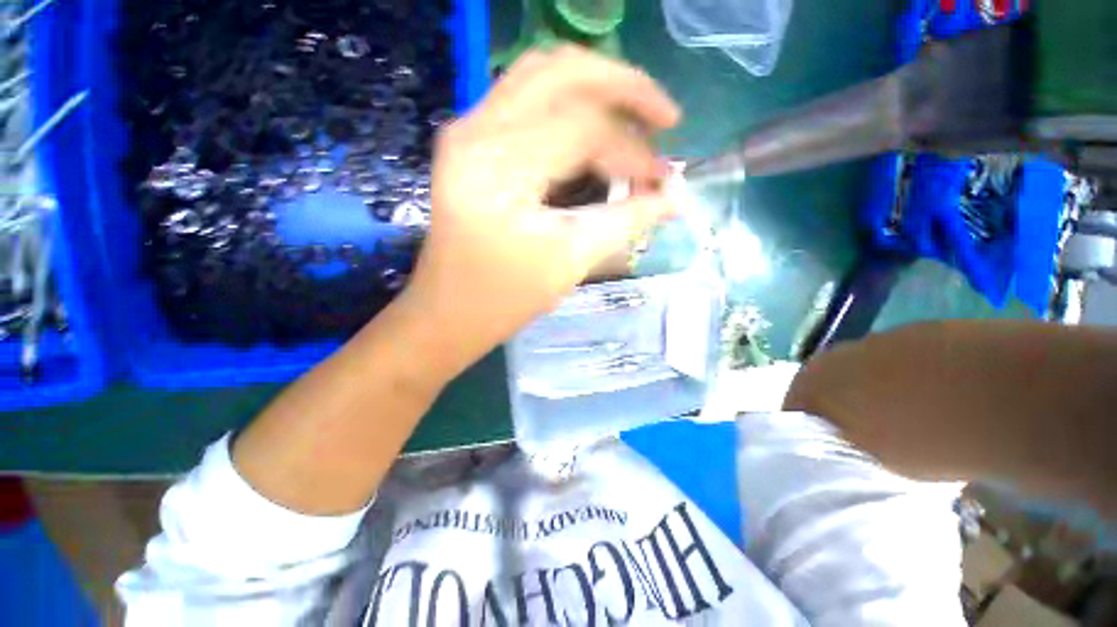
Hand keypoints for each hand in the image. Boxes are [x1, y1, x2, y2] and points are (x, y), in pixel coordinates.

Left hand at [397, 45, 681, 378]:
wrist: (450, 312)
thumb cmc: (504, 298)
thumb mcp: (569, 260)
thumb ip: (626, 221)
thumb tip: (675, 195)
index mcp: (497, 164)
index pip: (583, 129)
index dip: (634, 152)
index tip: (664, 181)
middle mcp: (476, 129)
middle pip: (562, 72)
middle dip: (624, 86)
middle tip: (665, 118)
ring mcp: (469, 131)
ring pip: (543, 75)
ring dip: (598, 87)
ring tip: (639, 116)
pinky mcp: (472, 144)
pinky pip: (528, 100)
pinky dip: (571, 104)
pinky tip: (598, 129)